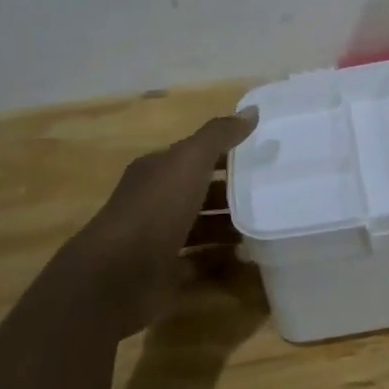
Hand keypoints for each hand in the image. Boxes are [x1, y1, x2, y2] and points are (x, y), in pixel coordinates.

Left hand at [63, 109, 257, 333]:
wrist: (115, 278)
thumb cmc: (154, 210)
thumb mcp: (189, 161)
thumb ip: (220, 135)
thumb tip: (252, 110)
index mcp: (157, 170)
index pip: (196, 154)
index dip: (227, 152)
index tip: (264, 155)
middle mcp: (155, 201)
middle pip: (200, 191)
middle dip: (233, 191)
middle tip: (272, 193)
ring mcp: (158, 239)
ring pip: (201, 226)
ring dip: (230, 226)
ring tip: (266, 225)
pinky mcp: (164, 273)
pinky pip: (199, 262)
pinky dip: (221, 259)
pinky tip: (248, 257)